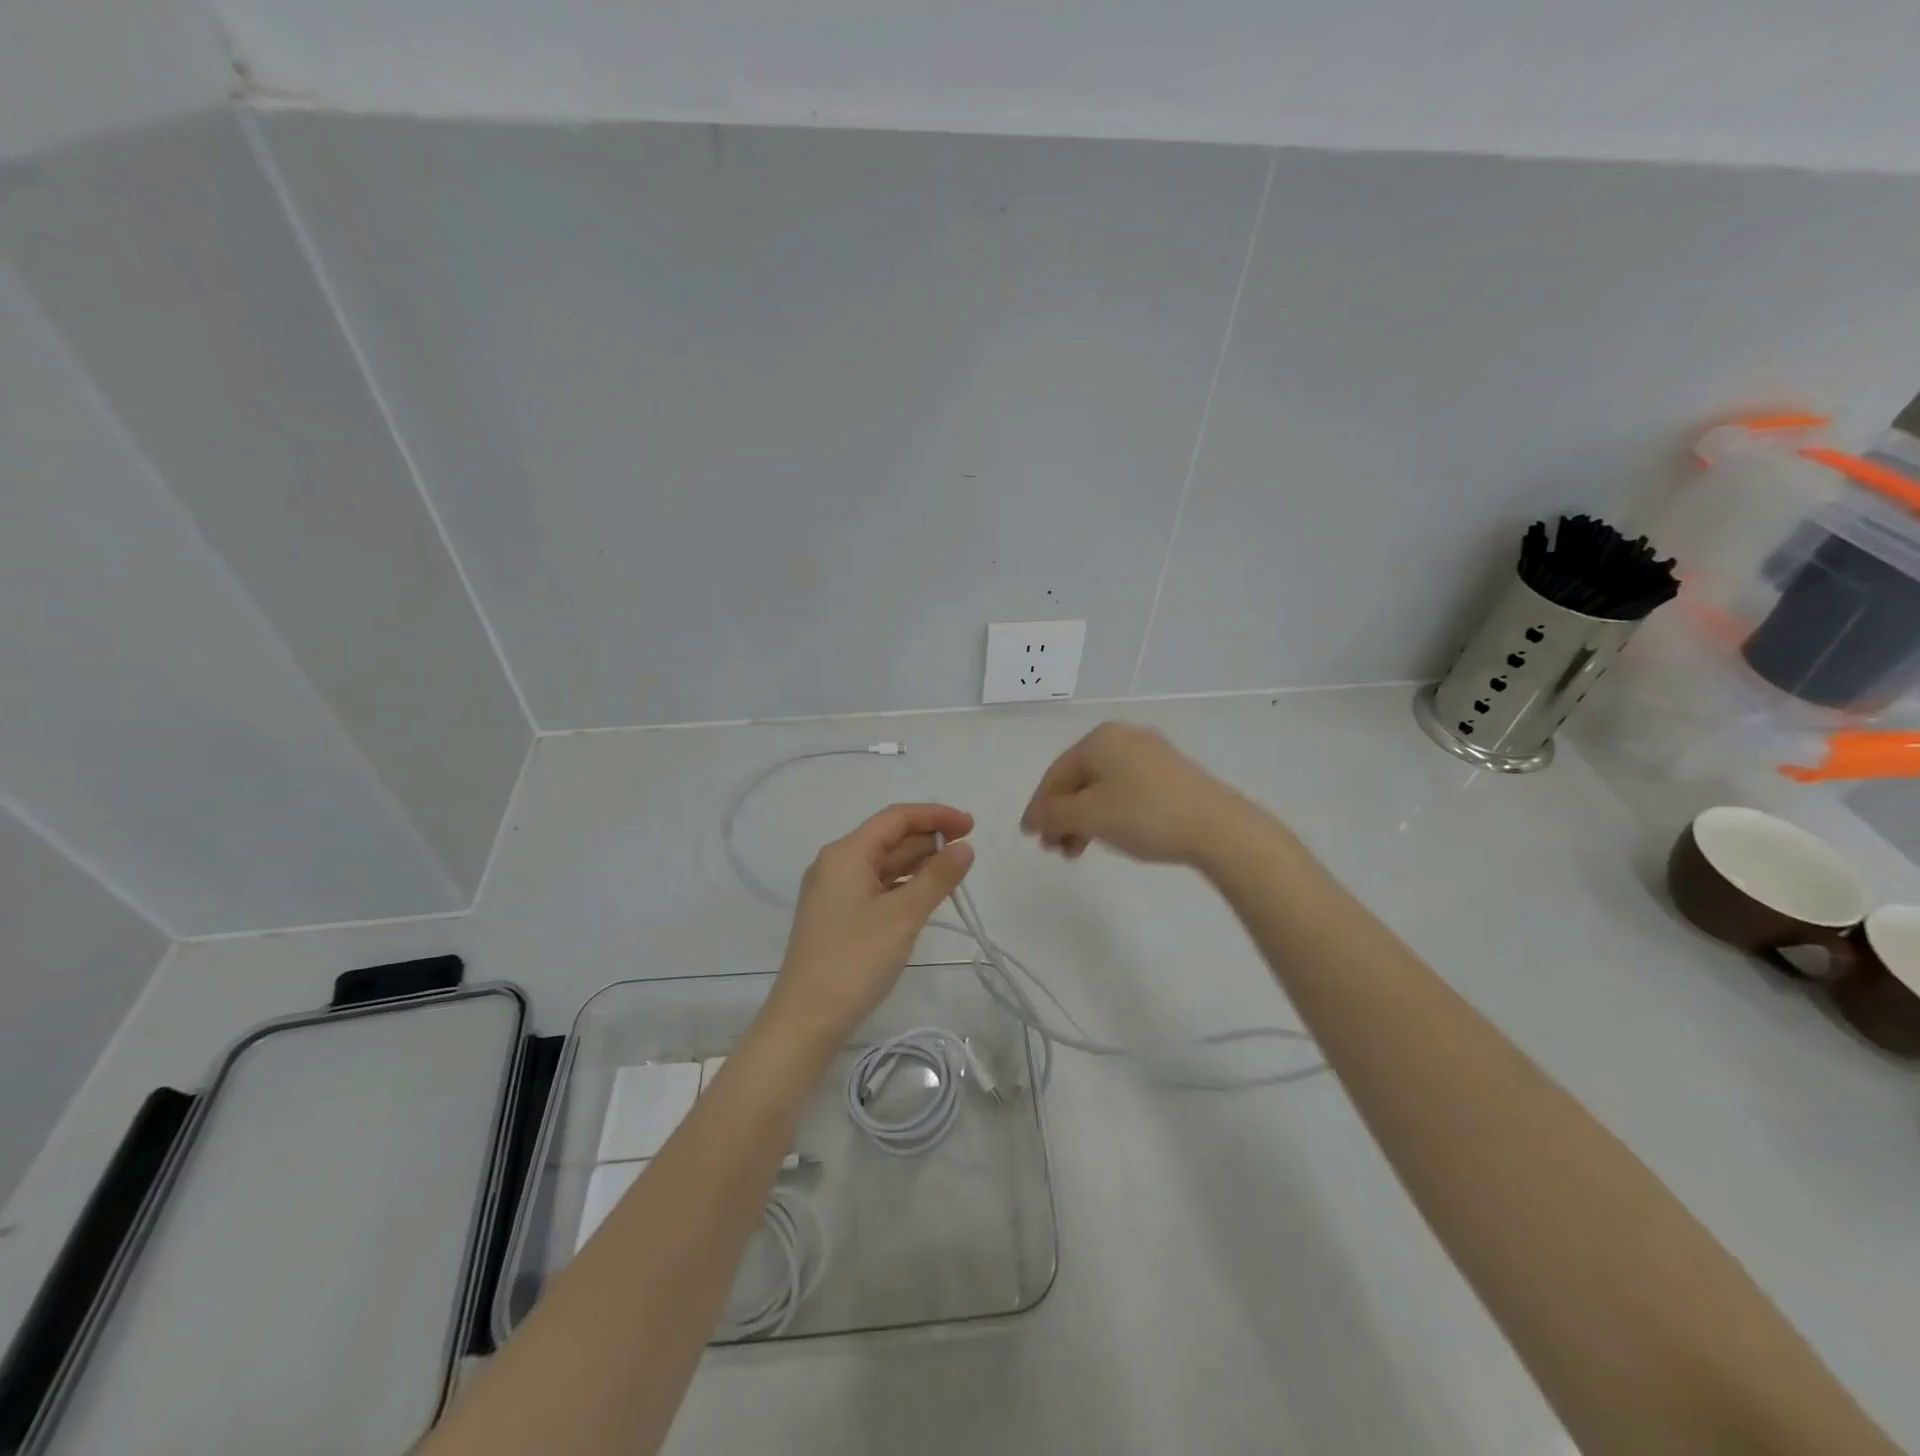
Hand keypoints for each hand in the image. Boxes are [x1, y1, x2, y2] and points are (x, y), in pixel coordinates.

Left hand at [766, 803, 974, 1040]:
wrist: (807, 1019)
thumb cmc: (855, 960)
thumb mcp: (903, 916)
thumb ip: (937, 877)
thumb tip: (964, 848)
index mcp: (845, 854)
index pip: (895, 818)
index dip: (935, 816)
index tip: (970, 825)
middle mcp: (835, 864)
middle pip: (888, 838)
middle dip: (928, 838)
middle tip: (968, 848)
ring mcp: (833, 891)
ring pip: (882, 864)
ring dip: (917, 862)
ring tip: (954, 870)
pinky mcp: (836, 915)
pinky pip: (875, 886)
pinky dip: (902, 884)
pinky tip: (925, 895)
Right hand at [1020, 722, 1259, 866]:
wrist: (1218, 827)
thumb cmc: (1145, 815)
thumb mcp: (1090, 816)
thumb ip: (1053, 815)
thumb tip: (1032, 817)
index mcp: (1100, 739)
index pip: (1056, 774)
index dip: (1039, 807)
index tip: (1030, 837)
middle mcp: (1123, 738)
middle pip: (1079, 780)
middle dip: (1063, 816)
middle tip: (1056, 849)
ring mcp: (1150, 754)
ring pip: (1102, 788)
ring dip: (1084, 820)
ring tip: (1080, 851)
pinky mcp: (1171, 774)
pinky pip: (1126, 791)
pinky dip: (1110, 814)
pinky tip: (1111, 837)